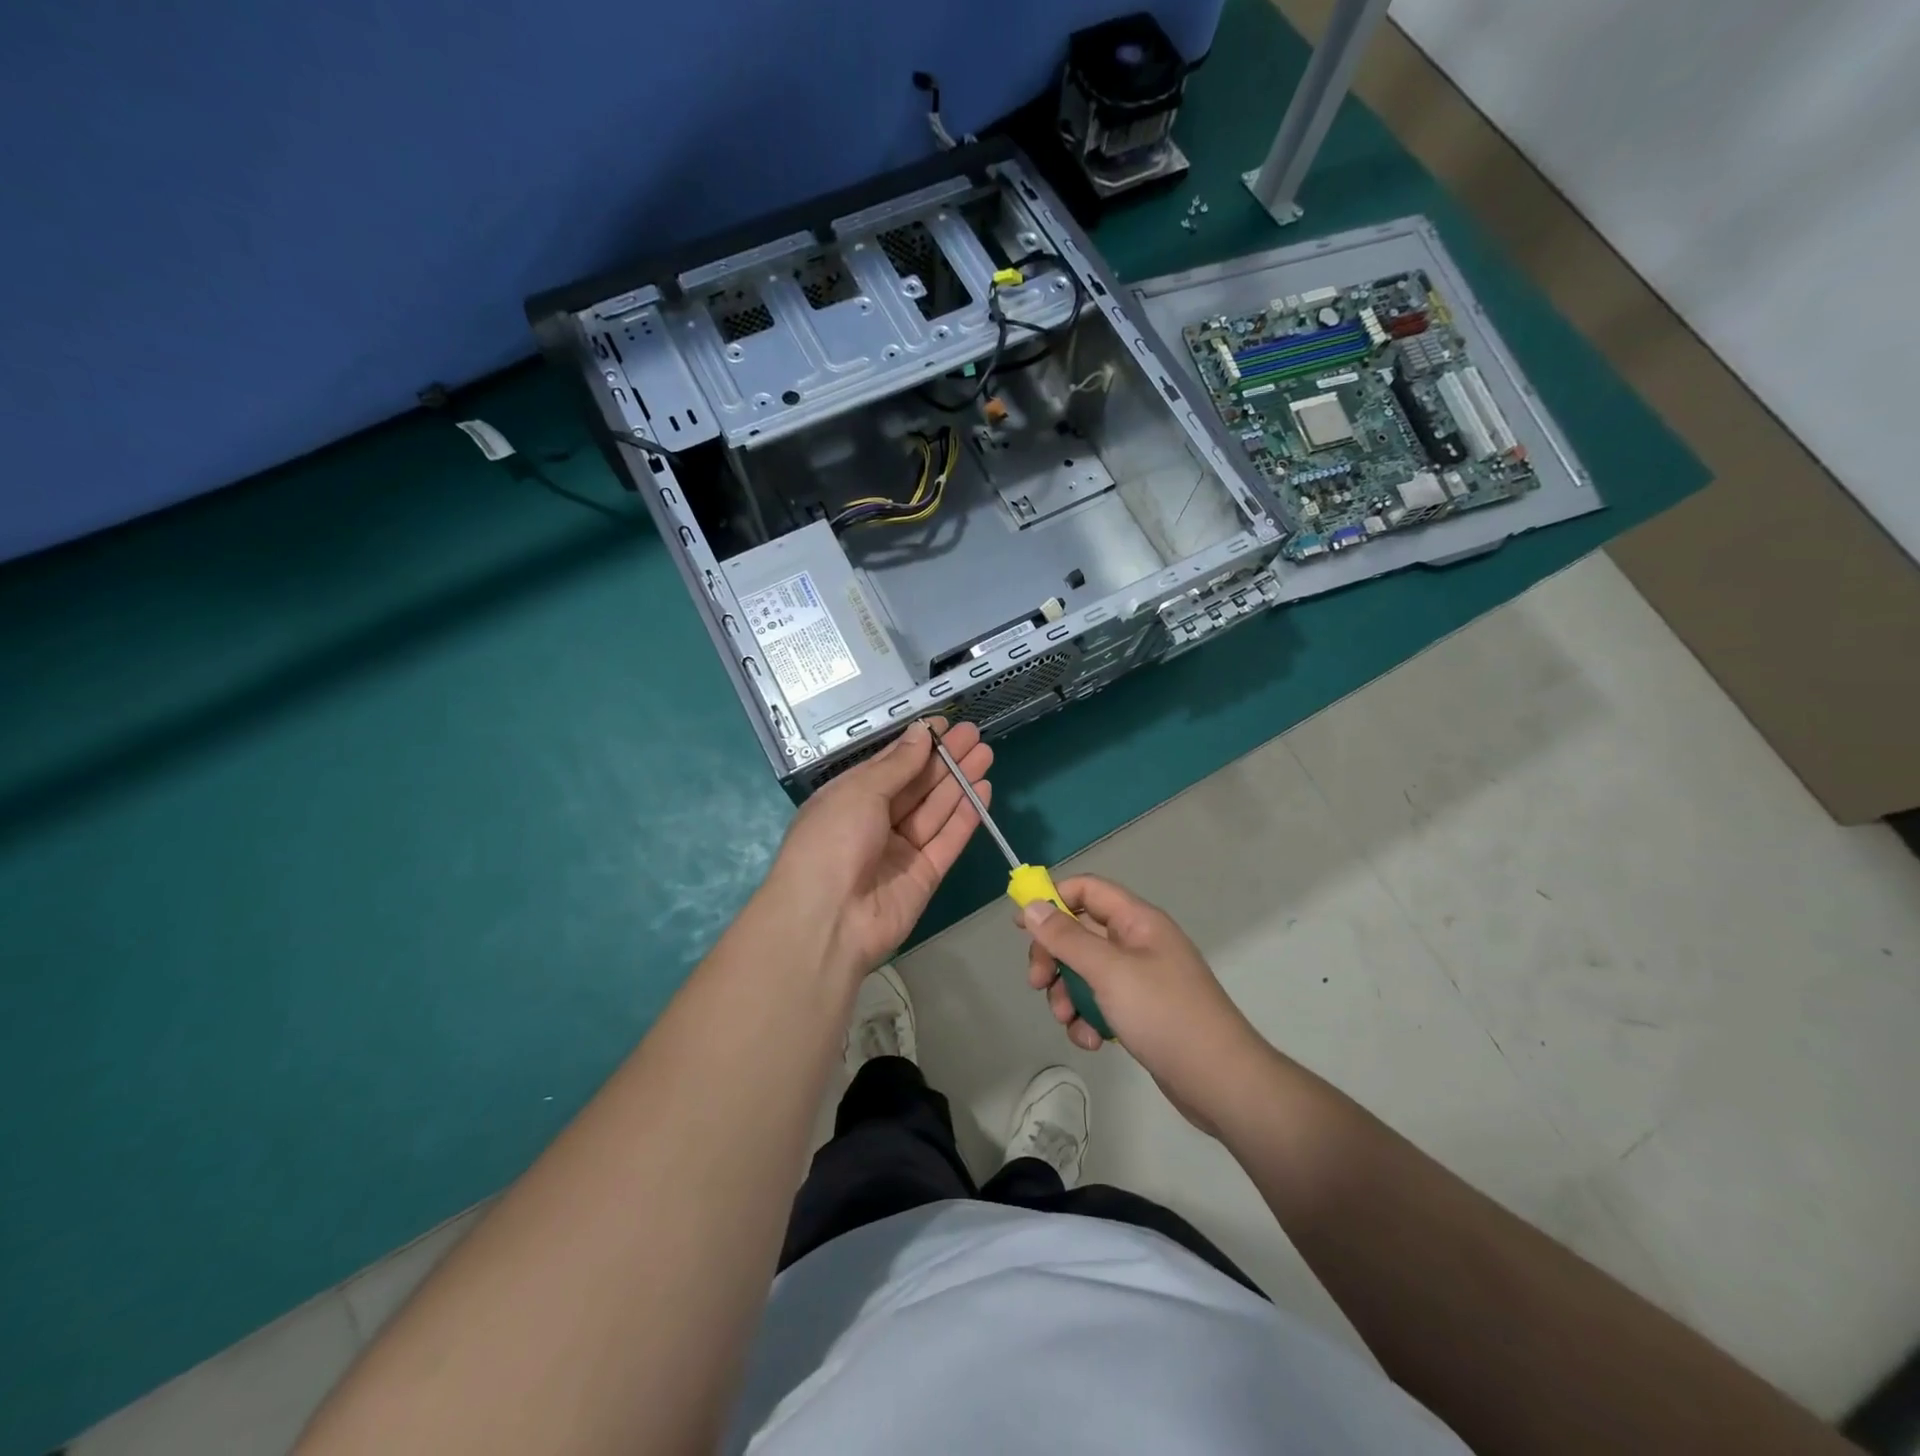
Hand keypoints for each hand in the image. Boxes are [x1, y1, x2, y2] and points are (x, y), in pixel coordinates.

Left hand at [766, 718, 991, 982]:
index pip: (888, 765)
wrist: (827, 921)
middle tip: (974, 734)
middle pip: (916, 785)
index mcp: (849, 798)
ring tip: (985, 753)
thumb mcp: (858, 792)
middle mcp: (874, 822)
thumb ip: (897, 764)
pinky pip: (948, 840)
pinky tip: (983, 789)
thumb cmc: (831, 842)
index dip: (916, 744)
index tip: (945, 725)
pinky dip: (966, 816)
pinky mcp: (924, 876)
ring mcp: (900, 850)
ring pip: (935, 810)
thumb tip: (921, 732)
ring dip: (959, 782)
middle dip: (944, 760)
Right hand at [1022, 876, 1263, 1131]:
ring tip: (1068, 1021)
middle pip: (1079, 933)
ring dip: (1067, 994)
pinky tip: (1092, 1041)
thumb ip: (1067, 938)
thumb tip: (1031, 906)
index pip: (1087, 890)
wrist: (1220, 1081)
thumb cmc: (1164, 1014)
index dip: (1053, 900)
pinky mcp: (1139, 1011)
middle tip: (1037, 983)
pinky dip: (1087, 1018)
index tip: (1022, 927)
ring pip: (1084, 972)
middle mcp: (1137, 943)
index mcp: (1137, 921)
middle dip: (1054, 958)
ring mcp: (1139, 978)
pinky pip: (1099, 1002)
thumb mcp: (1109, 972)